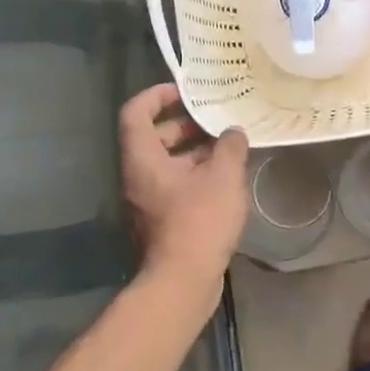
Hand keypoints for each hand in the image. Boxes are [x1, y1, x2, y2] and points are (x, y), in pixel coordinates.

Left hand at [119, 84, 249, 293]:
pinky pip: (175, 184)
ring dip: (194, 151)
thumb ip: (230, 147)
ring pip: (166, 163)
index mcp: (142, 158)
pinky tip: (226, 179)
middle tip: (215, 119)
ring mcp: (147, 200)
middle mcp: (138, 176)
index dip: (156, 95)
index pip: (135, 112)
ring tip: (229, 146)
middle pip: (153, 137)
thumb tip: (233, 132)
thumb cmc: (199, 220)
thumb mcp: (223, 176)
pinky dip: (196, 174)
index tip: (184, 90)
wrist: (183, 280)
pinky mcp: (161, 220)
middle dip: (184, 123)